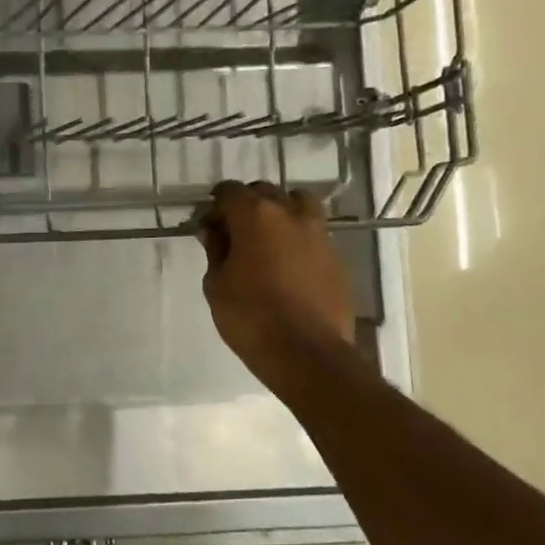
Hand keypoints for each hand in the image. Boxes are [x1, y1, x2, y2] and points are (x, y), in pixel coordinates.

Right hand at [196, 181, 355, 389]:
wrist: (306, 353)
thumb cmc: (250, 317)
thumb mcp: (216, 284)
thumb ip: (215, 250)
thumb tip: (215, 232)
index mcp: (256, 215)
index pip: (230, 191)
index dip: (215, 205)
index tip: (208, 226)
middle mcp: (291, 214)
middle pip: (265, 192)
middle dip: (247, 205)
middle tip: (234, 232)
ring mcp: (319, 234)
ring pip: (298, 204)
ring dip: (280, 213)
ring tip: (268, 239)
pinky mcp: (337, 257)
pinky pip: (314, 233)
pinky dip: (299, 238)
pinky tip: (287, 264)